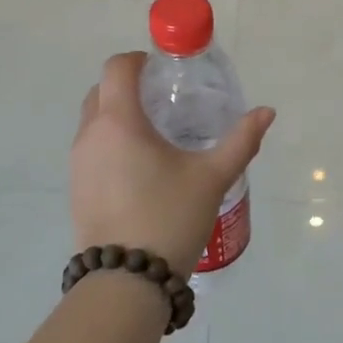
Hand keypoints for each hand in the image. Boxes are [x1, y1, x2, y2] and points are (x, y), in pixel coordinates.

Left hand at [70, 52, 275, 278]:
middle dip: (127, 86)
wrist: (126, 282)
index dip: (137, 59)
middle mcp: (90, 135)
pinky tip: (139, 168)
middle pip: (100, 91)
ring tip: (155, 135)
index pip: (117, 68)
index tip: (162, 69)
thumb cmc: (169, 217)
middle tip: (162, 99)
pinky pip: (91, 148)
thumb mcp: (212, 177)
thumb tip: (266, 112)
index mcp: (119, 121)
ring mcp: (78, 163)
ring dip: (117, 115)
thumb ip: (241, 140)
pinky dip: (110, 142)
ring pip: (93, 121)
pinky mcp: (76, 188)